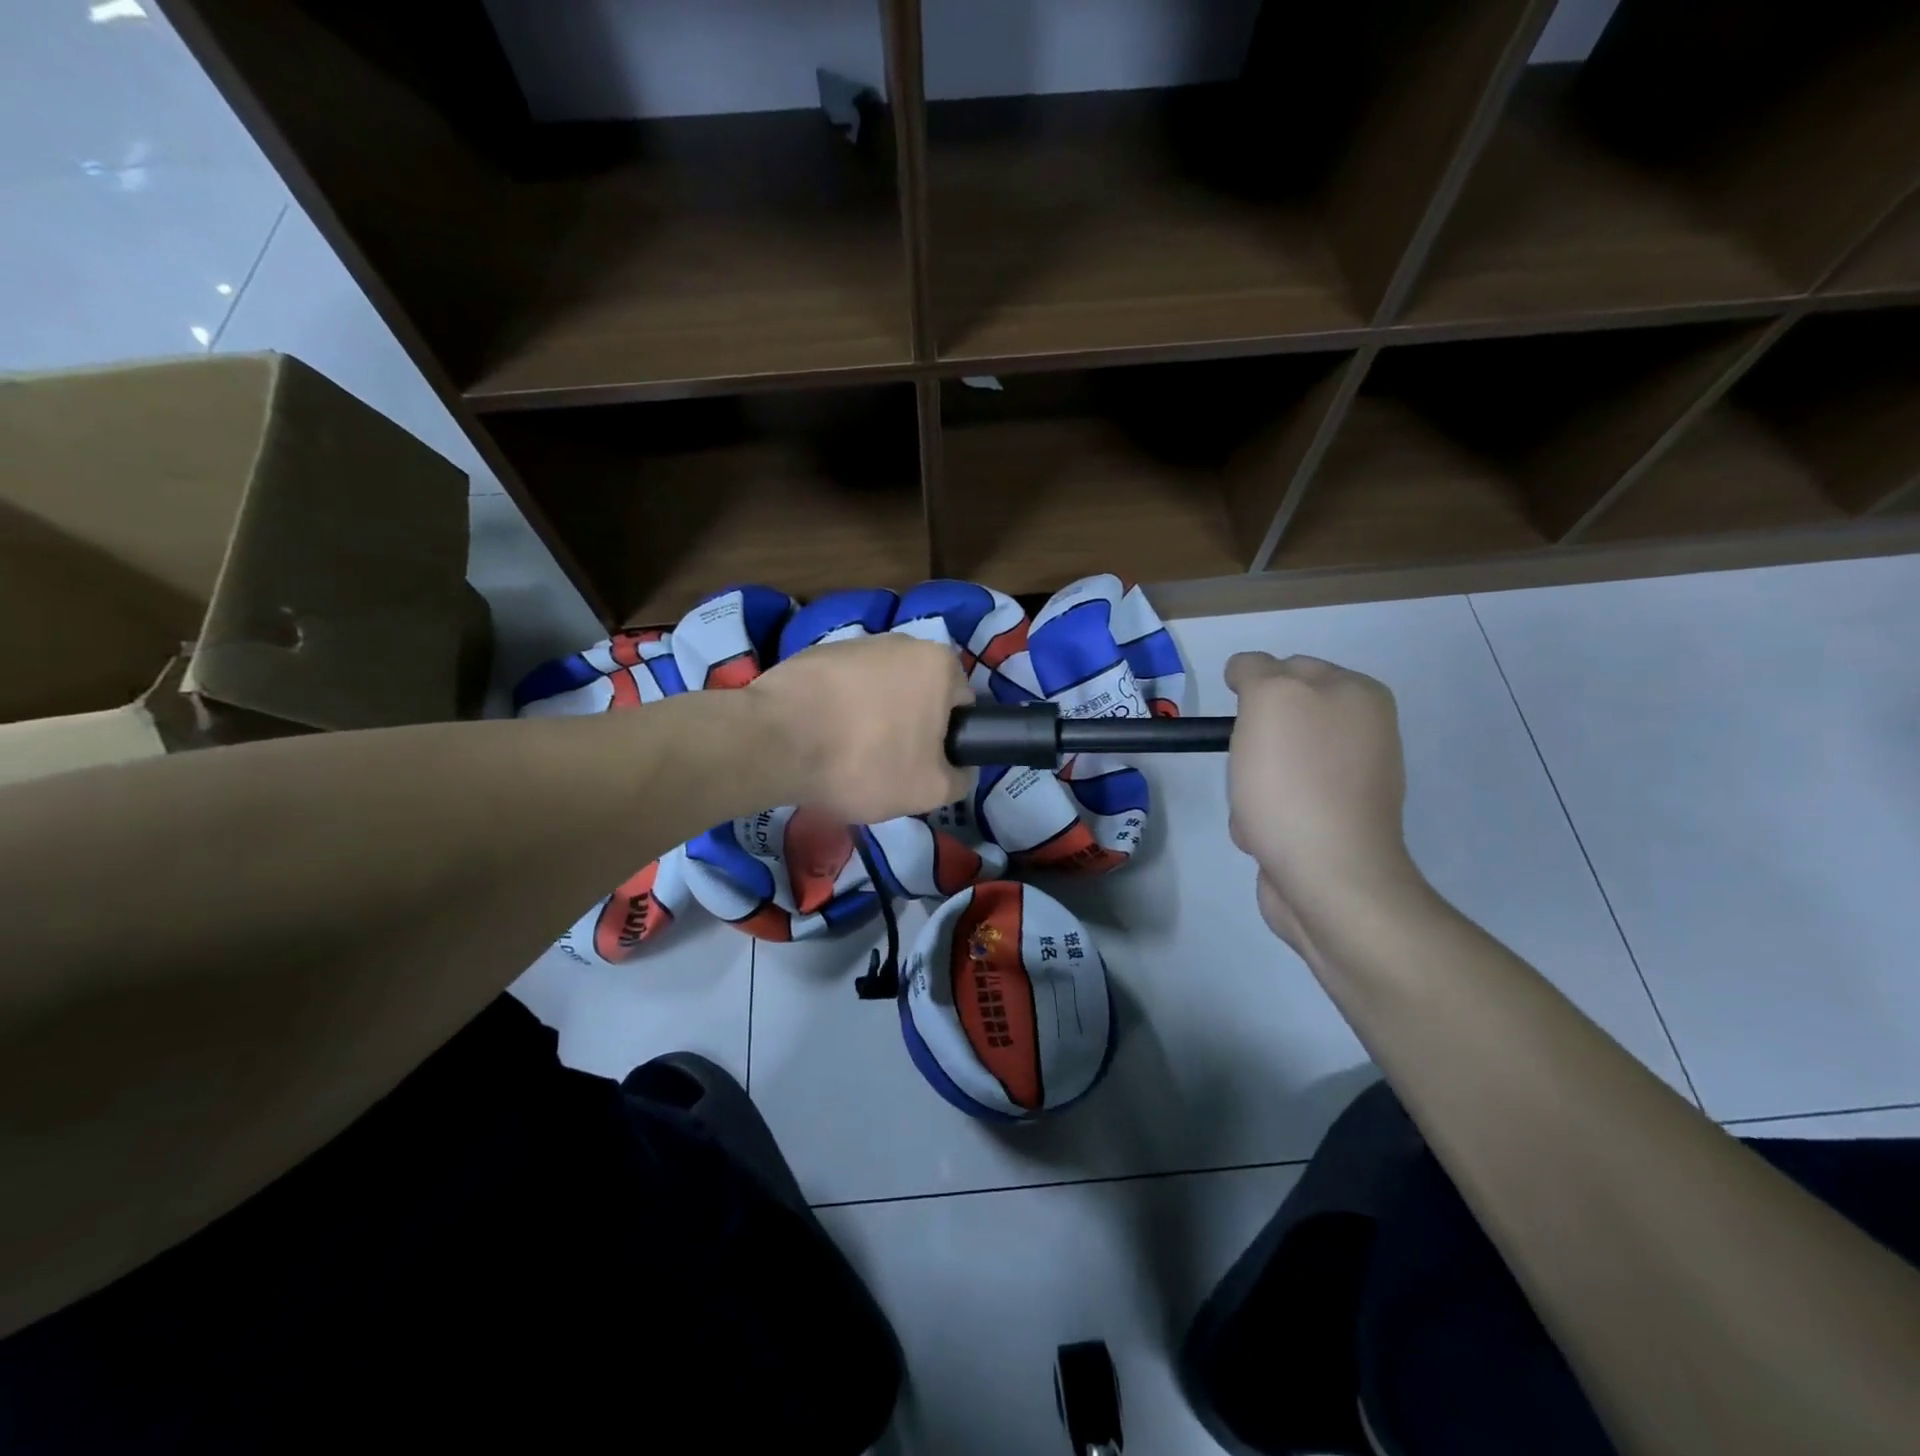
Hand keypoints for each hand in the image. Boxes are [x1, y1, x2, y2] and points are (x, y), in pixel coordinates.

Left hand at [748, 634, 972, 823]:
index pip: (961, 706)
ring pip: (878, 691)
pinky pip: (840, 688)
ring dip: (871, 718)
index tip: (922, 767)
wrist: (775, 741)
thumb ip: (960, 779)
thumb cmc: (866, 762)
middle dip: (908, 727)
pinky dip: (836, 710)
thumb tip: (960, 770)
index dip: (946, 741)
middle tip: (885, 766)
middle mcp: (902, 641)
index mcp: (939, 664)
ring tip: (846, 756)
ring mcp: (853, 643)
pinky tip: (819, 740)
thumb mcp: (930, 790)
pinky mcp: (814, 654)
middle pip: (919, 695)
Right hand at [1225, 652, 1418, 951]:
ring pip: (1270, 762)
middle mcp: (1362, 732)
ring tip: (1253, 808)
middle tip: (1247, 765)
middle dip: (1248, 743)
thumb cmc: (1295, 782)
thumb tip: (1248, 673)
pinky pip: (1279, 801)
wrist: (1328, 878)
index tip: (1239, 723)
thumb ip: (1256, 670)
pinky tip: (1261, 834)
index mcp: (1358, 694)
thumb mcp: (1270, 699)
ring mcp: (1348, 780)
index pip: (1285, 666)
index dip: (1252, 692)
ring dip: (1248, 783)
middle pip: (1275, 719)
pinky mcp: (1332, 821)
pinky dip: (1260, 815)